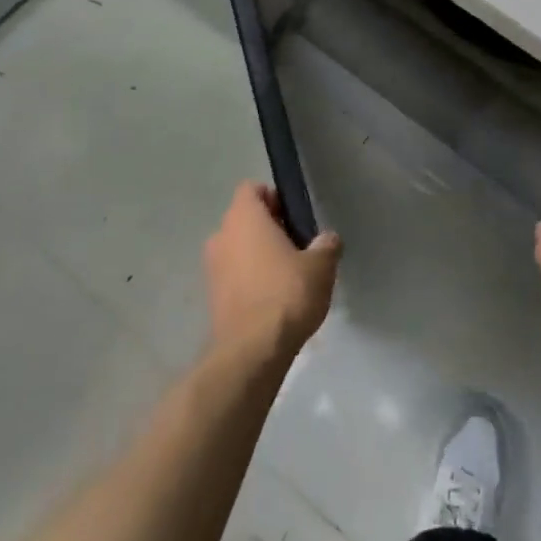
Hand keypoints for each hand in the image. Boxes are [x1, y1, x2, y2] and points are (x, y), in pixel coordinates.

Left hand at [203, 182, 340, 363]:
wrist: (251, 351)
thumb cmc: (286, 294)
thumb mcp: (320, 266)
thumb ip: (326, 245)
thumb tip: (328, 239)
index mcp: (244, 217)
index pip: (252, 189)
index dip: (273, 197)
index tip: (294, 216)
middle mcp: (221, 235)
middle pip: (245, 219)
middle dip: (268, 227)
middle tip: (297, 245)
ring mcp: (212, 267)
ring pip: (237, 247)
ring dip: (257, 254)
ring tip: (287, 275)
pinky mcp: (211, 296)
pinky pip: (233, 274)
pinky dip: (249, 279)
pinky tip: (272, 299)